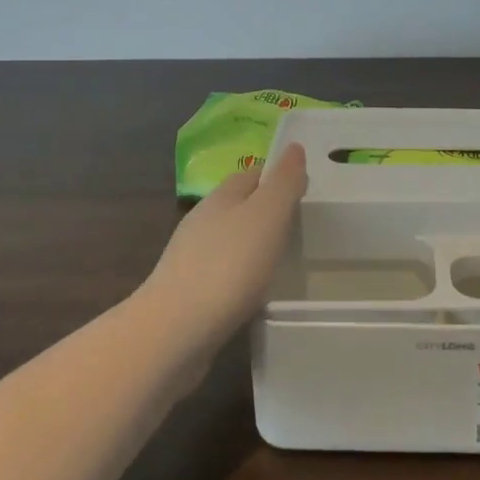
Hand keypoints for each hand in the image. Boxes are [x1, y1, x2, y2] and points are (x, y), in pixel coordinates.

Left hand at [140, 143, 307, 347]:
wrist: (175, 331)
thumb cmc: (229, 265)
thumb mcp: (267, 215)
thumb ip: (283, 181)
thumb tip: (294, 147)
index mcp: (221, 197)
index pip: (252, 174)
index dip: (277, 176)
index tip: (303, 189)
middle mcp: (202, 221)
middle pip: (239, 206)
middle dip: (266, 210)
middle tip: (299, 224)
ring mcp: (191, 258)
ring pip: (229, 240)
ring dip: (252, 244)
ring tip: (282, 259)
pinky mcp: (188, 294)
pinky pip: (222, 273)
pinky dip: (241, 275)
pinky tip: (254, 291)